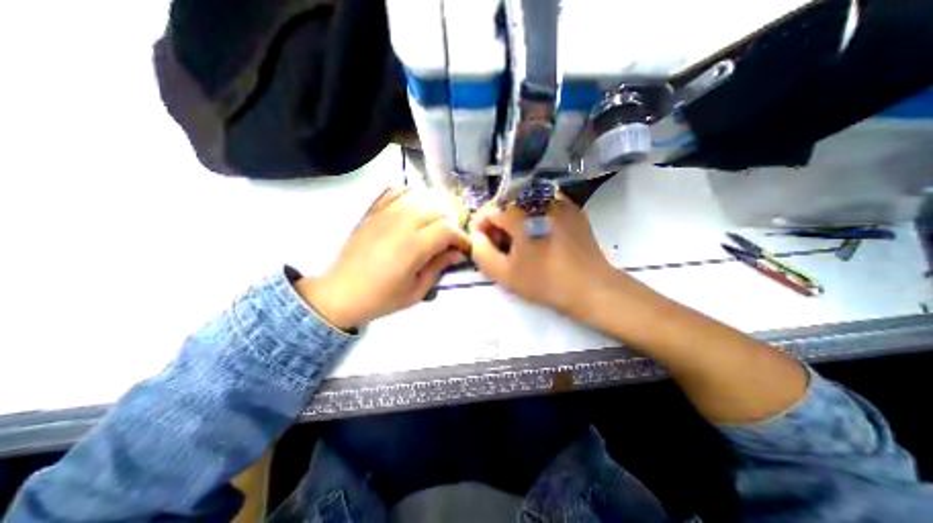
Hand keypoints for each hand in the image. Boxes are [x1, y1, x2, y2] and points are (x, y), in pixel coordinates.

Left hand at [297, 185, 470, 325]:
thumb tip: (457, 253)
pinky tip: (415, 207)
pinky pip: (396, 191)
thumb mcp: (416, 291)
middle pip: (437, 209)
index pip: (447, 229)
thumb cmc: (381, 298)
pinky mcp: (373, 212)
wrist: (340, 293)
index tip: (464, 248)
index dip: (461, 237)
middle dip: (451, 222)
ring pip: (420, 197)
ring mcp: (384, 214)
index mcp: (412, 247)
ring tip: (435, 224)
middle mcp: (400, 224)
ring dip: (434, 208)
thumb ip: (439, 267)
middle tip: (451, 239)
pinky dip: (411, 195)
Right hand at [471, 196, 621, 318]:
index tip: (484, 245)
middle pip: (505, 203)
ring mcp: (559, 200)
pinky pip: (542, 206)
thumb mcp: (504, 274)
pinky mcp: (571, 207)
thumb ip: (481, 253)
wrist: (592, 288)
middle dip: (497, 224)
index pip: (488, 209)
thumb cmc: (546, 282)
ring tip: (519, 243)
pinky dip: (532, 217)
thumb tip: (477, 236)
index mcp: (521, 213)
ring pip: (523, 203)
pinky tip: (538, 236)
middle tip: (502, 247)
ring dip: (514, 219)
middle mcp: (539, 198)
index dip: (480, 227)